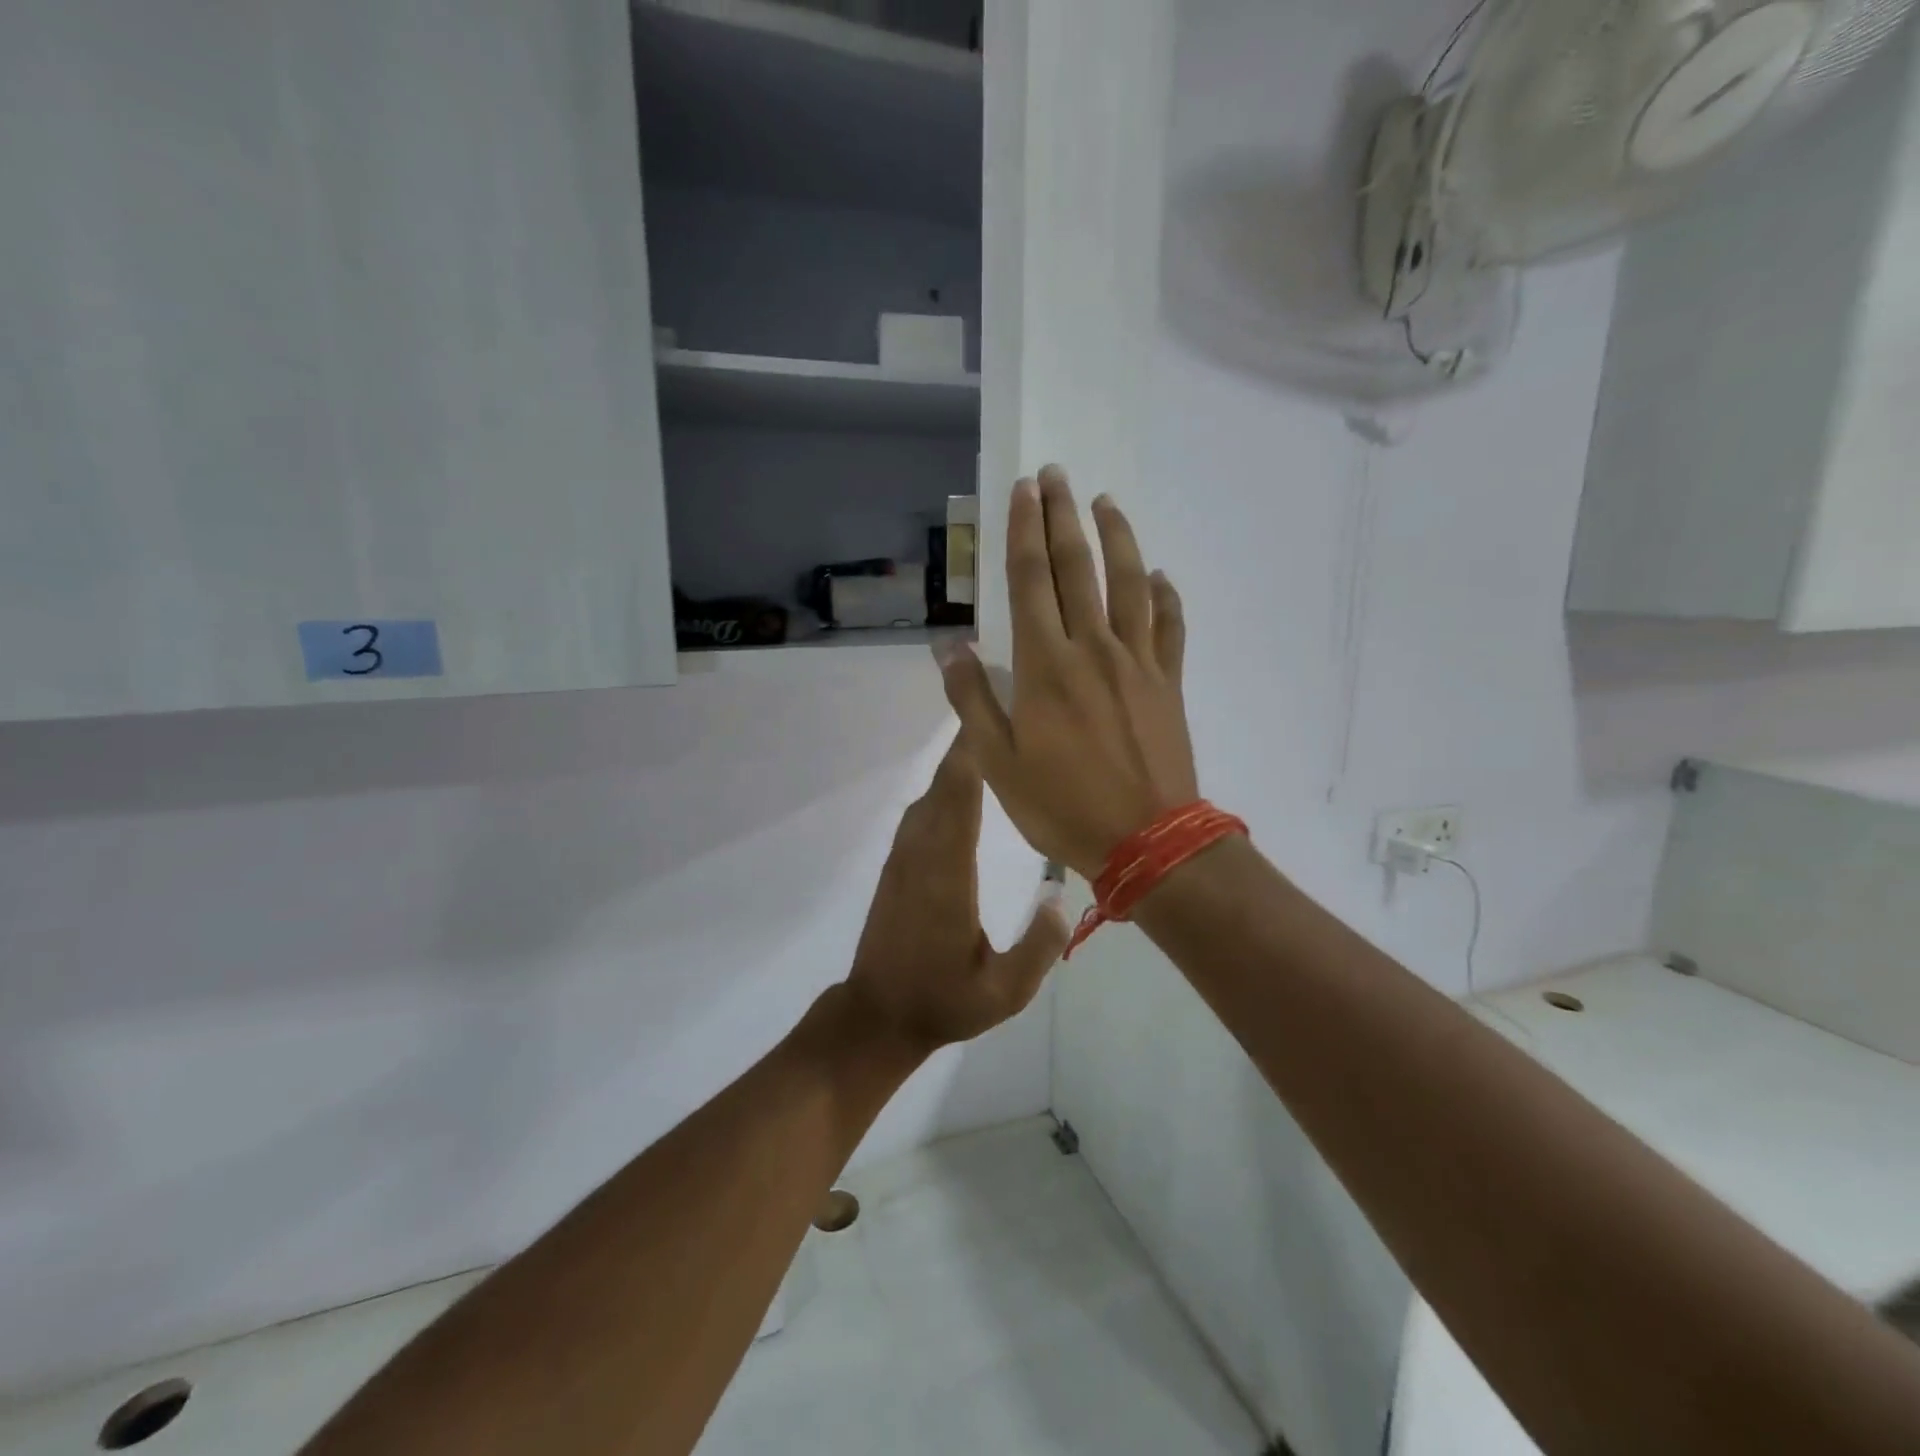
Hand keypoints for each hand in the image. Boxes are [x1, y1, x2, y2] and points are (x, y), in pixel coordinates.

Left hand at [844, 736, 1070, 1051]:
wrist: (877, 1016)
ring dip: (954, 765)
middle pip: (943, 787)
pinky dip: (942, 789)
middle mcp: (920, 855)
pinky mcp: (896, 867)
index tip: (991, 719)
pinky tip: (962, 786)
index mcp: (946, 876)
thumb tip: (1062, 900)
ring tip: (989, 740)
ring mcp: (903, 859)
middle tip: (999, 711)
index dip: (973, 758)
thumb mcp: (1003, 993)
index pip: (960, 801)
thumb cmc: (942, 1003)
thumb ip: (1039, 947)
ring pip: (929, 797)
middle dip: (968, 748)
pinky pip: (921, 814)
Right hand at [938, 466, 1197, 879]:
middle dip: (1062, 516)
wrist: (1148, 842)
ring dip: (1117, 537)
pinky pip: (1170, 626)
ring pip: (1129, 583)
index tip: (1022, 491)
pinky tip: (1160, 576)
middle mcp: (1093, 648)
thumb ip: (973, 700)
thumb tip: (949, 648)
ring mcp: (1138, 662)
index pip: (1031, 582)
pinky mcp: (1168, 682)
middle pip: (1077, 568)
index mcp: (1046, 667)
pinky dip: (1166, 596)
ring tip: (1105, 502)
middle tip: (1055, 474)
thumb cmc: (1063, 807)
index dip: (1024, 532)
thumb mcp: (998, 763)